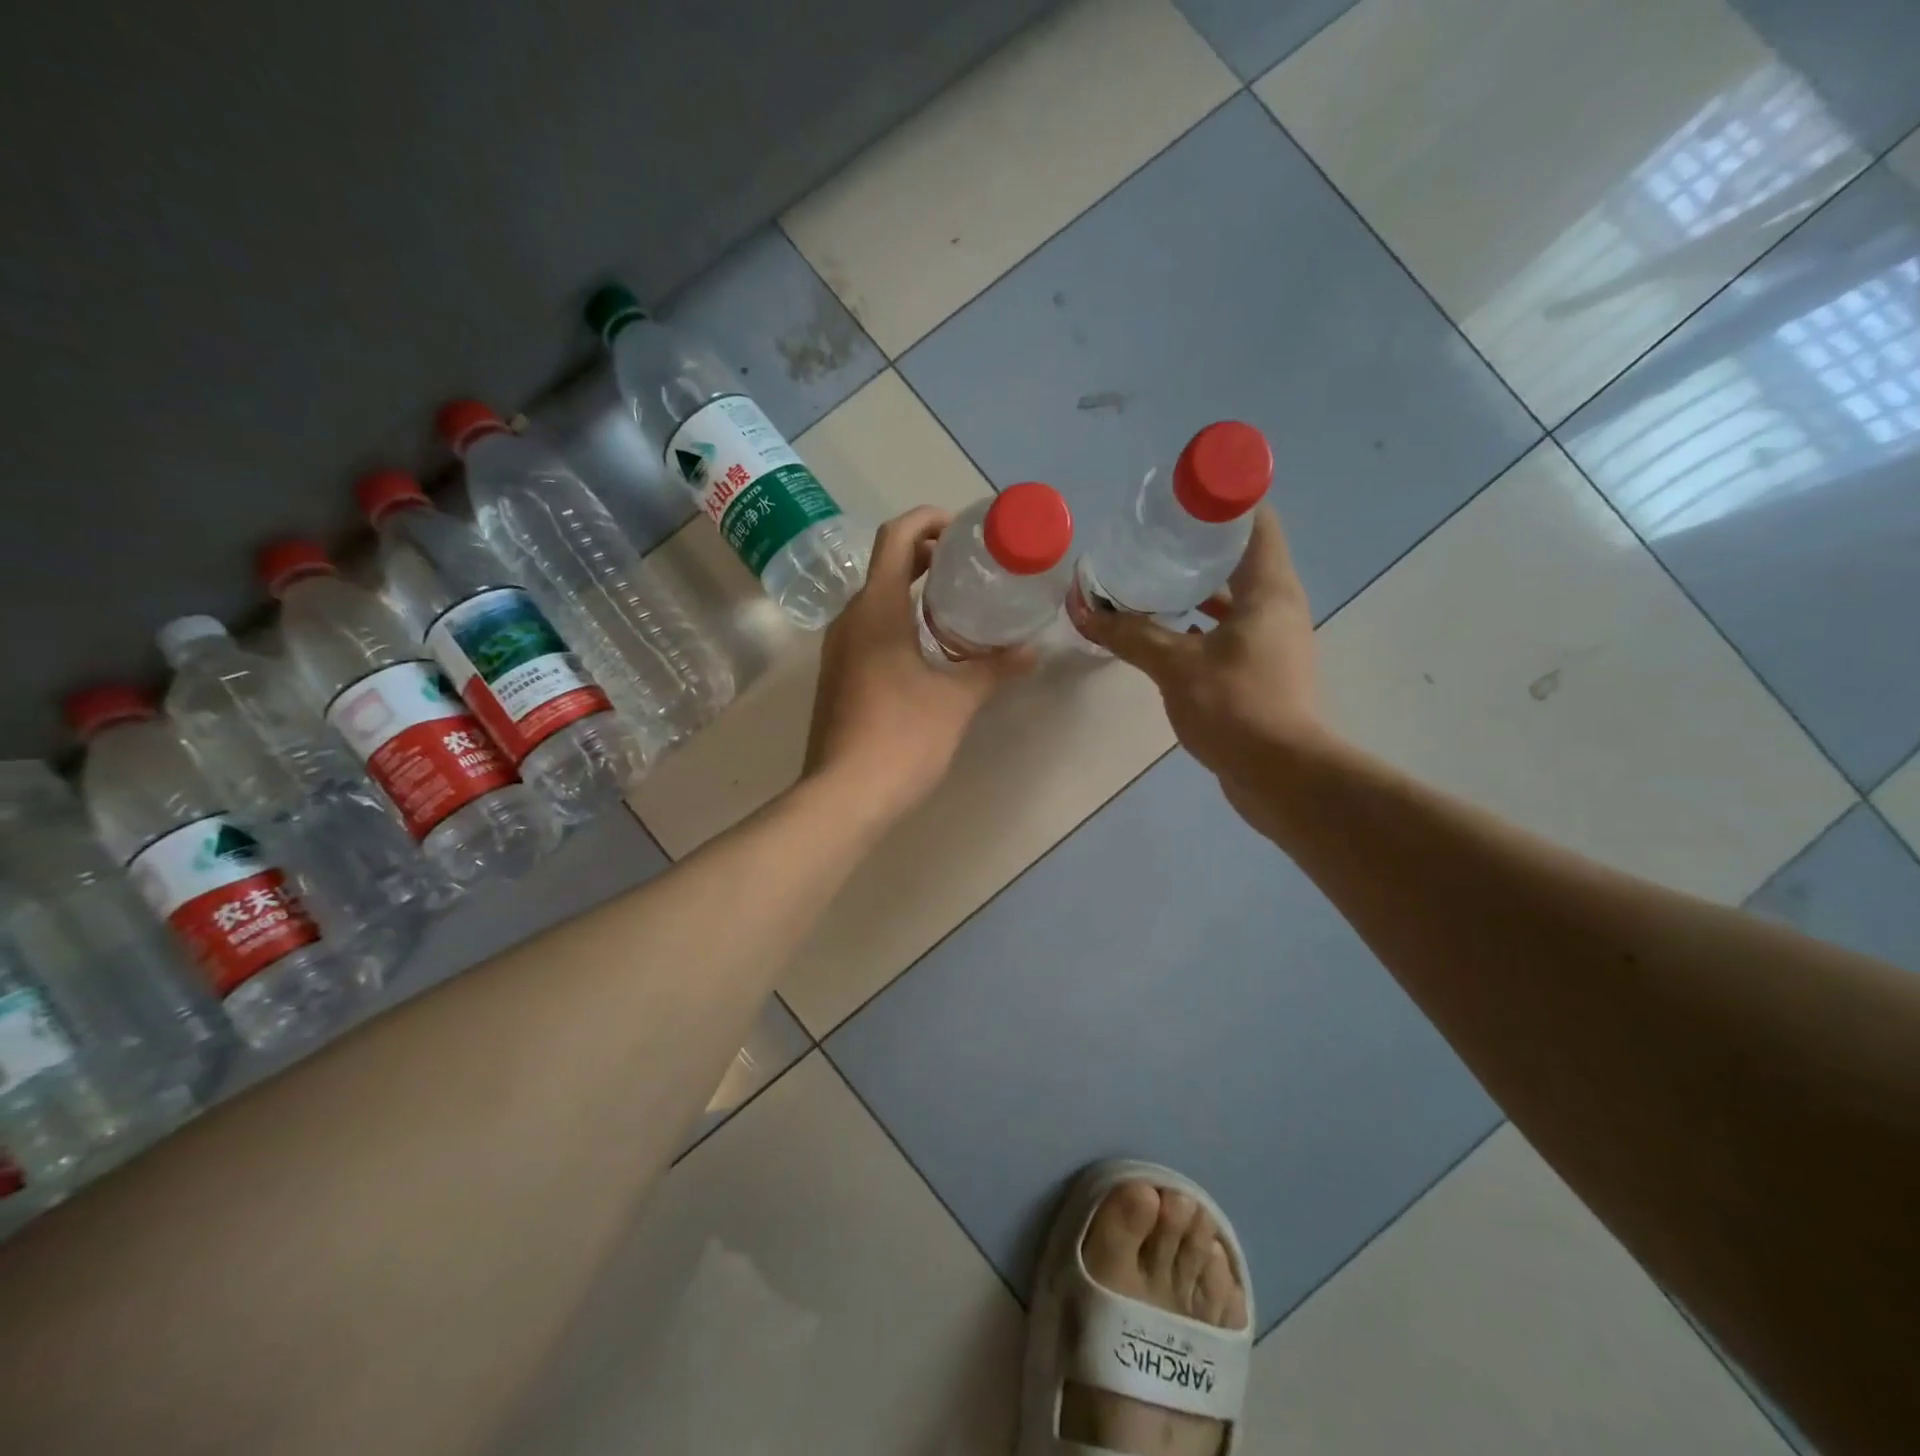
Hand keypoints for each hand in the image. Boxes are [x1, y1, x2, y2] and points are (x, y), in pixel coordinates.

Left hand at [803, 505, 1032, 826]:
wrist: (844, 795)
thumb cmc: (901, 738)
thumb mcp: (956, 700)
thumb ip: (994, 669)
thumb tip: (1033, 651)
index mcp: (876, 609)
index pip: (897, 537)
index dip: (929, 520)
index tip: (964, 530)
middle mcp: (850, 619)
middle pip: (886, 565)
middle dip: (927, 555)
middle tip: (970, 566)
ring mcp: (838, 650)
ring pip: (876, 600)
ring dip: (913, 591)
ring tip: (957, 605)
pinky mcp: (838, 677)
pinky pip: (869, 630)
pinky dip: (900, 621)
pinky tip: (930, 649)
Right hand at [1066, 505, 1327, 781]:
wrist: (1282, 776)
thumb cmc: (1236, 707)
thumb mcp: (1175, 666)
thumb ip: (1129, 634)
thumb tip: (1080, 608)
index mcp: (1270, 590)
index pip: (1256, 522)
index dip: (1223, 501)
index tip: (1180, 496)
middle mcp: (1279, 608)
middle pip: (1242, 557)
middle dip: (1199, 544)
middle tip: (1153, 537)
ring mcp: (1273, 641)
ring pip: (1234, 599)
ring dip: (1197, 588)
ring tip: (1152, 578)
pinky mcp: (1262, 671)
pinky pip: (1229, 631)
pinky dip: (1200, 624)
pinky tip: (1165, 631)